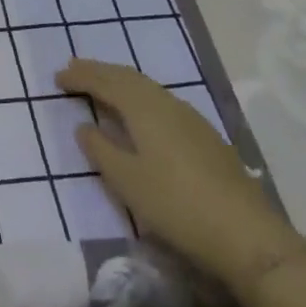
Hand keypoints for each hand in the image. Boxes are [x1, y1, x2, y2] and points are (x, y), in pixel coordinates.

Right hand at [58, 58, 302, 294]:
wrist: (248, 237)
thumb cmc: (176, 205)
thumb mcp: (127, 181)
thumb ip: (101, 150)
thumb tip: (84, 126)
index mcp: (144, 108)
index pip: (106, 82)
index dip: (80, 76)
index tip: (57, 77)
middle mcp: (167, 104)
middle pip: (128, 77)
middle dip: (100, 71)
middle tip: (75, 69)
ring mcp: (191, 119)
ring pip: (148, 88)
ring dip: (121, 82)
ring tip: (103, 86)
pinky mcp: (206, 137)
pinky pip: (162, 102)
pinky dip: (141, 97)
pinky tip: (141, 113)